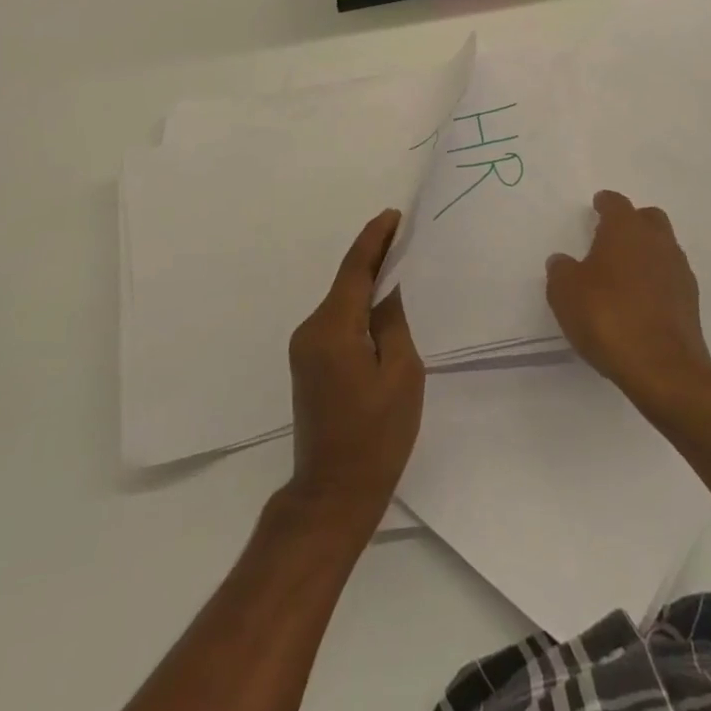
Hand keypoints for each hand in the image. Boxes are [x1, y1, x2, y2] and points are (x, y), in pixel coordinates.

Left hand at [286, 209, 423, 531]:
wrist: (333, 495)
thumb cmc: (376, 436)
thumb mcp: (401, 373)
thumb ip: (393, 321)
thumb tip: (387, 287)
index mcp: (333, 328)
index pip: (355, 269)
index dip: (374, 239)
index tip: (393, 214)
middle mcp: (311, 330)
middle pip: (346, 283)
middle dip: (374, 258)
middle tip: (405, 237)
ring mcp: (305, 348)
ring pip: (342, 303)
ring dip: (367, 285)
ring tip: (399, 268)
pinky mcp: (308, 364)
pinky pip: (337, 323)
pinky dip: (358, 309)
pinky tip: (380, 310)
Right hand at [546, 191, 710, 411]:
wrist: (662, 368)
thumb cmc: (607, 317)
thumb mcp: (565, 292)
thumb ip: (561, 271)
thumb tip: (562, 261)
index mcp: (626, 229)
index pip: (617, 203)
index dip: (605, 203)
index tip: (597, 206)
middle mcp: (657, 241)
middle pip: (648, 219)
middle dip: (632, 222)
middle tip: (611, 237)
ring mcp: (679, 271)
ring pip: (663, 248)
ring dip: (646, 253)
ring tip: (624, 273)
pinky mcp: (691, 302)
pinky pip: (670, 278)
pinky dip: (656, 281)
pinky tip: (640, 301)